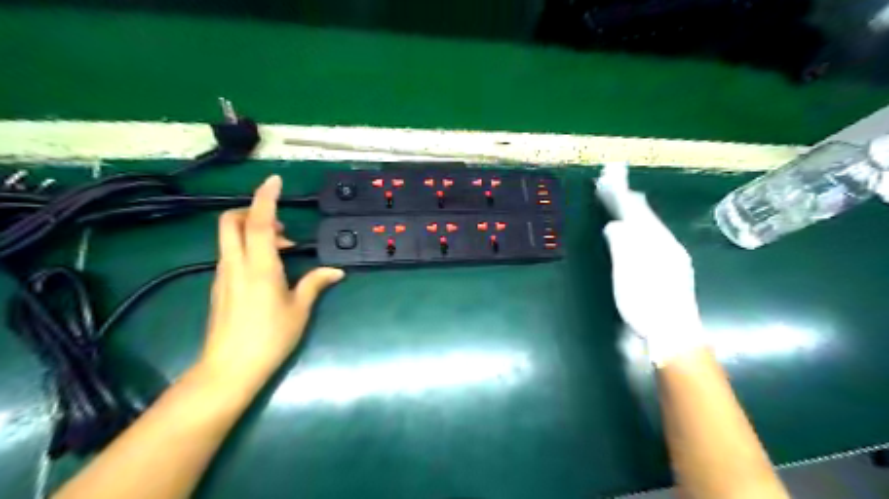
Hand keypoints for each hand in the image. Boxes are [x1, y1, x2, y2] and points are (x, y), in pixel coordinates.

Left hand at [201, 176, 342, 385]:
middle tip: (281, 226)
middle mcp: (236, 264)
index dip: (265, 198)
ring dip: (253, 232)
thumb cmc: (270, 337)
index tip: (275, 180)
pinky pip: (231, 254)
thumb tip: (336, 271)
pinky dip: (248, 248)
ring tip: (283, 250)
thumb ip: (315, 283)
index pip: (257, 222)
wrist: (229, 369)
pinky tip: (269, 269)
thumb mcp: (299, 309)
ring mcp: (223, 274)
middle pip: (231, 222)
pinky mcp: (218, 286)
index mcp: (259, 267)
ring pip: (229, 238)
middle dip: (251, 211)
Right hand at [596, 164, 709, 366]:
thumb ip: (622, 246)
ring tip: (625, 197)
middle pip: (645, 215)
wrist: (674, 334)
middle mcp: (668, 244)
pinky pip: (654, 236)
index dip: (620, 194)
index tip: (608, 177)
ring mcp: (672, 256)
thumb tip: (614, 226)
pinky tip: (639, 228)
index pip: (636, 211)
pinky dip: (641, 225)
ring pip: (651, 225)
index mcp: (657, 243)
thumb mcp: (628, 275)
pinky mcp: (672, 268)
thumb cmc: (646, 304)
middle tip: (614, 180)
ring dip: (635, 210)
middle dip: (627, 198)